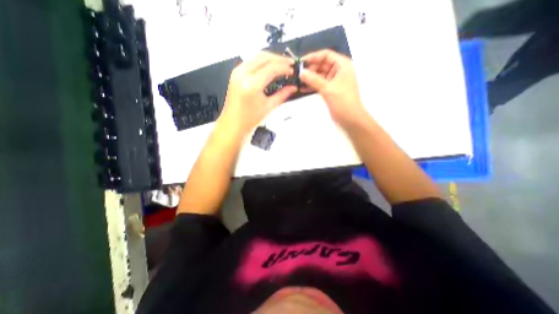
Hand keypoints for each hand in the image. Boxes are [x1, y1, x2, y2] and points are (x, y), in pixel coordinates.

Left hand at [216, 52, 298, 136]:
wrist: (234, 125)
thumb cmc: (247, 120)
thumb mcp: (269, 107)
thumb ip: (282, 95)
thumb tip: (292, 88)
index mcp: (251, 85)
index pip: (272, 68)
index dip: (284, 67)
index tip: (292, 70)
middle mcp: (242, 75)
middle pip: (264, 57)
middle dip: (278, 59)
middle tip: (289, 64)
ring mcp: (237, 73)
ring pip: (256, 56)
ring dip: (270, 58)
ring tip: (280, 65)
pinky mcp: (235, 74)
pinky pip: (251, 61)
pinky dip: (262, 62)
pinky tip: (269, 68)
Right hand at [299, 49, 369, 126]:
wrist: (350, 119)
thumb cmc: (343, 102)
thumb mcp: (328, 89)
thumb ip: (314, 80)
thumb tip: (301, 73)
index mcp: (342, 65)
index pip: (326, 55)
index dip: (313, 57)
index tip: (301, 62)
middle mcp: (338, 71)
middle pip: (322, 65)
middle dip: (310, 68)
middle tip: (297, 73)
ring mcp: (334, 82)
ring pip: (319, 76)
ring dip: (309, 78)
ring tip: (297, 80)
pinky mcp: (330, 91)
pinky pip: (319, 85)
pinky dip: (312, 85)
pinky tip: (302, 88)